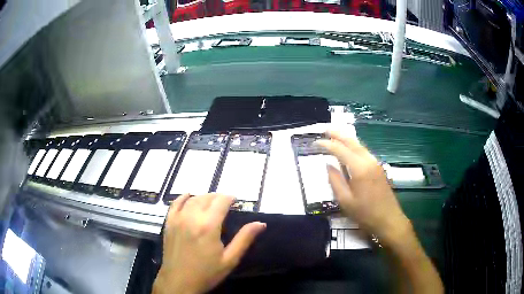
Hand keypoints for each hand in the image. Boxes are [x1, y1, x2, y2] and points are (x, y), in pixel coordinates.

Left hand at [153, 193, 265, 293]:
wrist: (179, 282)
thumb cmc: (207, 273)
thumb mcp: (230, 259)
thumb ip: (244, 239)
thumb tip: (261, 223)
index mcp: (209, 226)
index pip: (221, 201)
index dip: (230, 197)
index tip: (236, 200)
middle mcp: (192, 217)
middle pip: (207, 198)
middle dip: (218, 197)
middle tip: (226, 203)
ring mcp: (178, 219)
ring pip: (192, 199)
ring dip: (204, 197)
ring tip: (211, 202)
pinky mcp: (168, 223)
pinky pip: (175, 204)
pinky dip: (183, 197)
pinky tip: (188, 196)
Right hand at [317, 131, 411, 245]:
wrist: (388, 220)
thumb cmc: (365, 213)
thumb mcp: (345, 201)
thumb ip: (335, 181)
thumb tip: (329, 165)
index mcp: (359, 168)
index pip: (340, 150)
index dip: (327, 145)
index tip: (316, 143)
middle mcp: (369, 161)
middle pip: (352, 142)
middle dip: (338, 134)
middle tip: (325, 129)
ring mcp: (375, 163)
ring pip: (360, 145)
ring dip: (347, 139)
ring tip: (335, 135)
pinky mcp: (378, 168)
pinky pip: (364, 152)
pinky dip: (354, 146)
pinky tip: (349, 149)